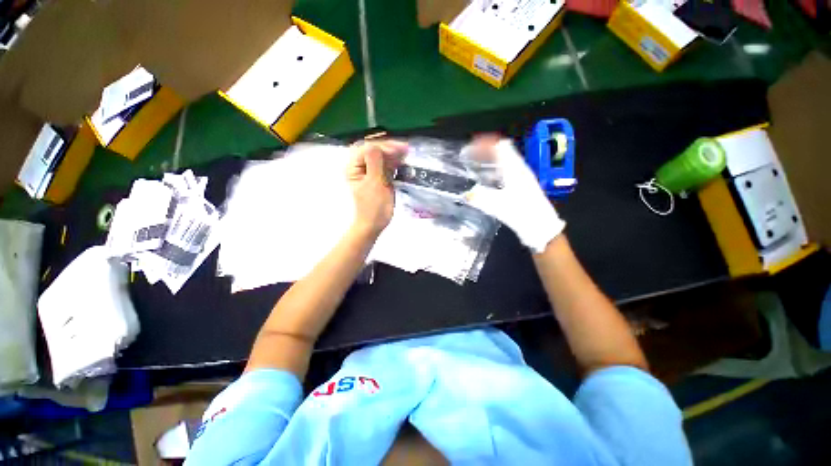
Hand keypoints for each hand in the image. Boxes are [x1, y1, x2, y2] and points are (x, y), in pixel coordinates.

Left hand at [346, 139, 407, 235]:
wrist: (375, 224)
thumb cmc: (373, 206)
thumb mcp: (373, 184)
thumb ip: (374, 163)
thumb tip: (375, 145)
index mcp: (354, 167)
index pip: (367, 149)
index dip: (382, 147)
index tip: (397, 150)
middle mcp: (361, 167)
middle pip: (375, 151)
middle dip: (389, 148)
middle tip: (405, 149)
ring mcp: (371, 172)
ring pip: (382, 158)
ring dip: (394, 155)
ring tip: (406, 153)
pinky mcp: (380, 178)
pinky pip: (387, 166)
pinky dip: (395, 163)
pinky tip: (403, 162)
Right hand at [463, 136, 564, 252]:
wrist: (540, 225)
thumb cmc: (521, 213)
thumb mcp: (498, 206)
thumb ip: (480, 199)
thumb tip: (466, 194)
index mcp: (514, 169)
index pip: (500, 147)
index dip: (484, 144)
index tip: (469, 148)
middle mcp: (519, 168)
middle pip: (501, 150)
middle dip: (484, 151)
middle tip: (469, 156)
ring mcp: (522, 175)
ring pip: (504, 160)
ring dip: (489, 159)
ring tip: (474, 165)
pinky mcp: (522, 184)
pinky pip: (506, 169)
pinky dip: (494, 169)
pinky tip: (486, 179)